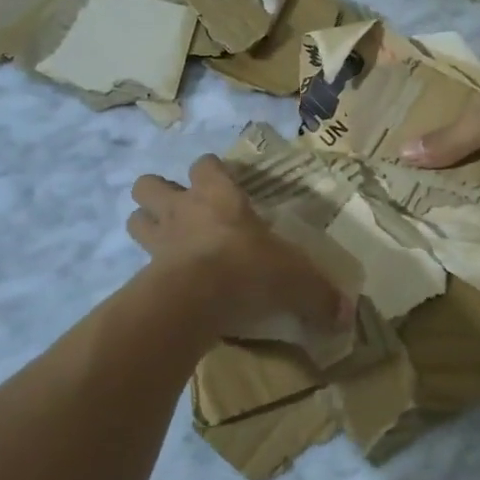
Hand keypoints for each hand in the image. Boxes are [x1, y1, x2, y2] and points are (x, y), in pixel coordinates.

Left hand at [128, 155, 354, 347]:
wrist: (198, 299)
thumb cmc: (250, 269)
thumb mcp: (296, 280)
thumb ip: (319, 296)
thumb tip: (345, 315)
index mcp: (219, 196)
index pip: (205, 164)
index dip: (210, 171)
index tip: (221, 185)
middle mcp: (183, 209)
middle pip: (150, 185)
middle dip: (160, 194)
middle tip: (182, 213)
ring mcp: (159, 240)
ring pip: (135, 218)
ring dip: (147, 226)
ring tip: (167, 243)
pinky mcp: (145, 272)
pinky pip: (139, 263)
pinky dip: (149, 270)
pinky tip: (167, 284)